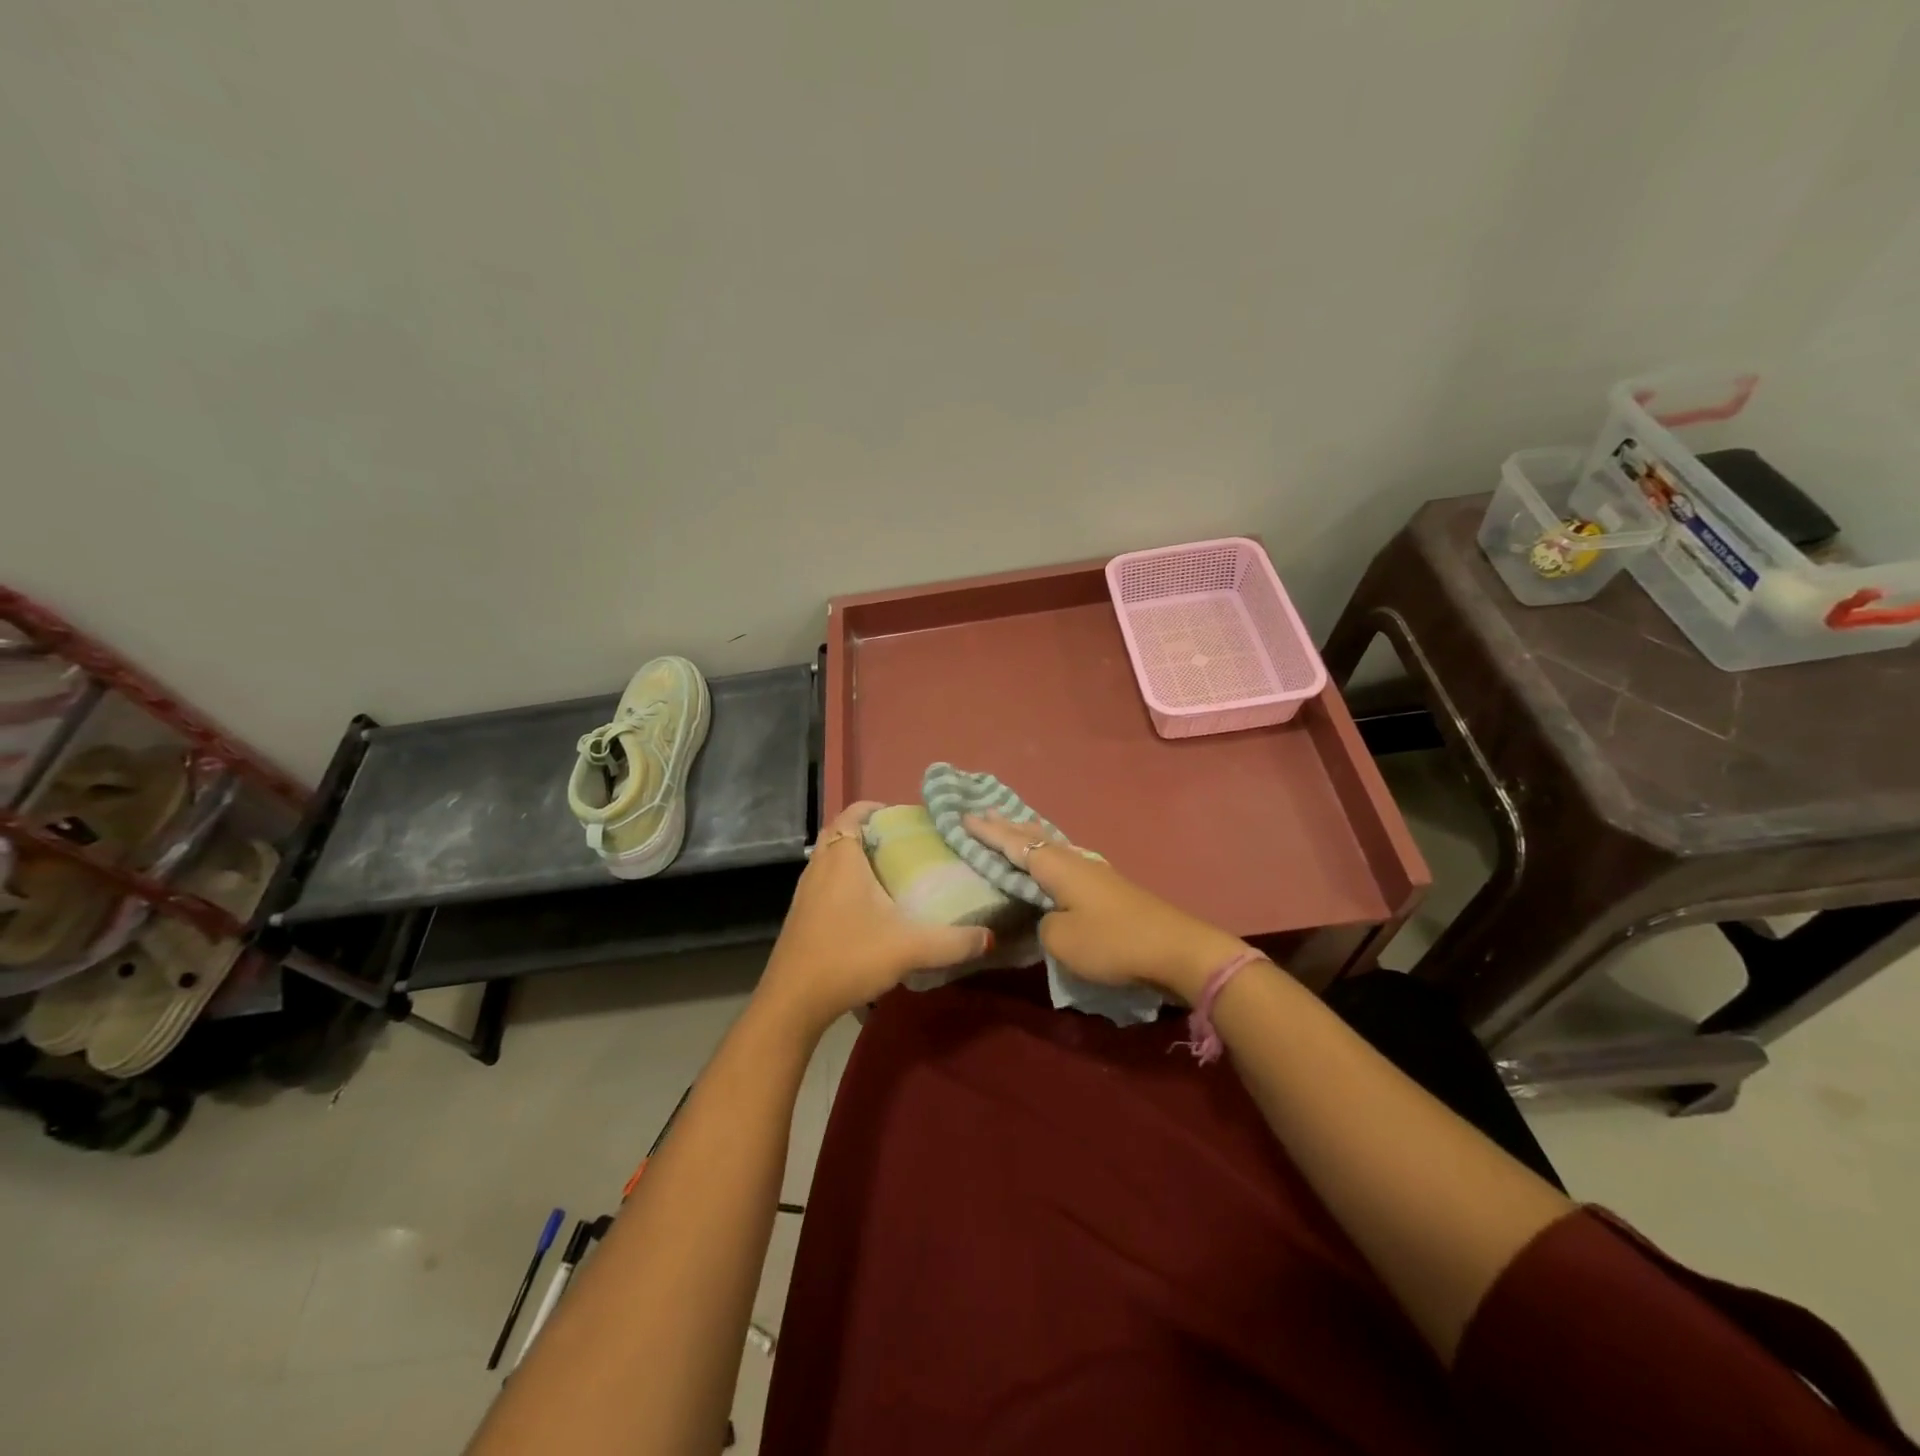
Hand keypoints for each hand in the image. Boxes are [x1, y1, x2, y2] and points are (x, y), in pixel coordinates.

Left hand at [756, 801, 992, 1033]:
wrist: (792, 1002)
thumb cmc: (847, 958)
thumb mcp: (908, 948)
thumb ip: (952, 943)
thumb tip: (991, 938)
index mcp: (842, 859)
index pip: (852, 813)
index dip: (875, 808)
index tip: (904, 818)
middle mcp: (819, 867)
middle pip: (841, 833)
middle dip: (868, 831)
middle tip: (901, 843)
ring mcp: (805, 892)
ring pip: (830, 859)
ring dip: (855, 857)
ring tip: (889, 871)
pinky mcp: (800, 916)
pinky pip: (824, 882)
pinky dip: (844, 881)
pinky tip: (867, 908)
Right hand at [963, 812, 1251, 1004]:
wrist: (1175, 949)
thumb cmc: (1112, 941)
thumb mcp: (1062, 939)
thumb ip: (1042, 924)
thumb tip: (1047, 917)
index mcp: (1057, 867)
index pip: (1014, 844)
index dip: (988, 833)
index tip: (964, 816)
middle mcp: (1073, 860)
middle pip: (1034, 836)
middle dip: (1007, 826)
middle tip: (983, 813)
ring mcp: (1093, 872)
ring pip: (1051, 846)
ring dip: (1028, 837)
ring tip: (1011, 828)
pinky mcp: (1106, 888)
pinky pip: (1064, 860)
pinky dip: (1046, 853)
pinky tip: (1049, 858)